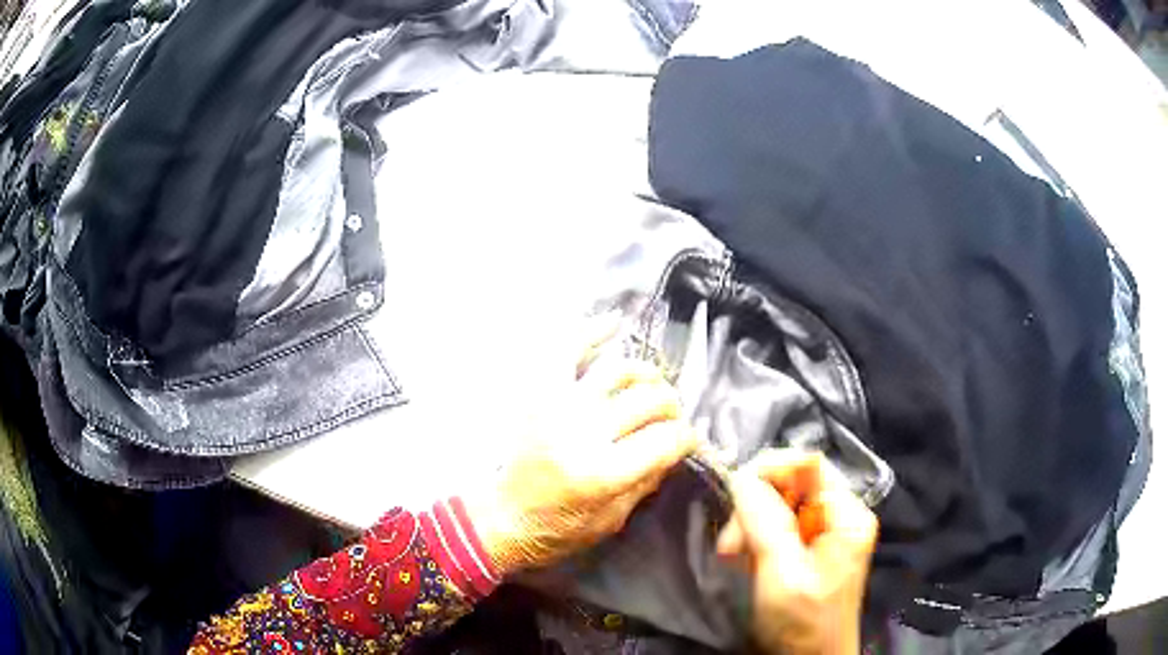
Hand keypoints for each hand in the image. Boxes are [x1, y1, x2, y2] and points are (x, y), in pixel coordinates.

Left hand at [467, 317, 698, 574]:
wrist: (505, 517)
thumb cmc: (561, 528)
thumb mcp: (614, 518)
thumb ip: (649, 478)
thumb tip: (677, 446)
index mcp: (602, 474)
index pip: (666, 440)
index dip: (687, 438)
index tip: (688, 440)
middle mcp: (582, 433)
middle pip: (650, 401)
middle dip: (671, 409)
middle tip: (670, 419)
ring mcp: (557, 407)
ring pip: (620, 370)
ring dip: (647, 375)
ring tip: (651, 387)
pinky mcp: (539, 394)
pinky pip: (566, 349)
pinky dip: (592, 332)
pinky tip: (615, 323)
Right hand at [716, 450, 877, 654]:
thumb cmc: (803, 622)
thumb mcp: (782, 573)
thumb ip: (764, 521)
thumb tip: (740, 476)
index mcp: (847, 515)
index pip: (809, 464)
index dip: (771, 468)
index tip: (734, 493)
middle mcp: (838, 515)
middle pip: (792, 483)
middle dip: (755, 506)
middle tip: (730, 543)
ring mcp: (823, 533)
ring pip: (778, 505)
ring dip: (750, 526)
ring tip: (733, 557)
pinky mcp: (808, 549)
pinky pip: (776, 527)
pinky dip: (755, 541)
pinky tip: (745, 562)